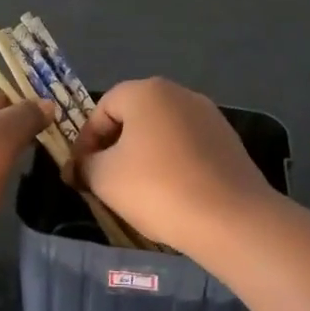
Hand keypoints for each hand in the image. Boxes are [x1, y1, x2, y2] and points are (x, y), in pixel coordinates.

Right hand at [71, 77, 277, 250]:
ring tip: (137, 190)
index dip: (86, 139)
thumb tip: (78, 166)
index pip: (103, 107)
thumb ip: (84, 165)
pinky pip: (188, 147)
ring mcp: (209, 116)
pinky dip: (172, 164)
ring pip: (162, 132)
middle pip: (134, 116)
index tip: (80, 170)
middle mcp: (179, 93)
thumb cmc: (157, 188)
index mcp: (146, 91)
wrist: (231, 218)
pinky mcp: (228, 141)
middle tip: (104, 179)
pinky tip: (171, 193)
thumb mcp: (104, 178)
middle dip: (115, 146)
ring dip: (144, 155)